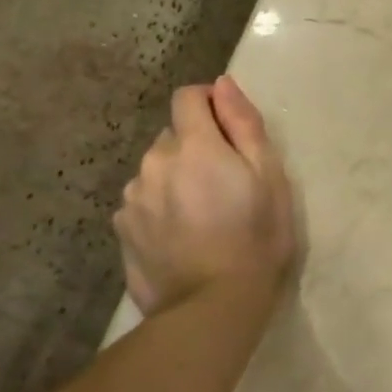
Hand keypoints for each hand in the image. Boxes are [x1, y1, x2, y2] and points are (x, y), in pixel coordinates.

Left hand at [114, 77, 297, 314]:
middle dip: (197, 147)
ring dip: (176, 178)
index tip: (229, 129)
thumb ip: (244, 124)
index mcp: (193, 145)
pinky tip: (181, 236)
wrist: (212, 307)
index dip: (209, 103)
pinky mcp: (122, 229)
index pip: (188, 97)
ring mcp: (133, 198)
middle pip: (174, 136)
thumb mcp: (269, 177)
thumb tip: (223, 84)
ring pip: (156, 170)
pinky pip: (143, 201)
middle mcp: (154, 162)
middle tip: (225, 184)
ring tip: (202, 214)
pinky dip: (160, 207)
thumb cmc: (256, 238)